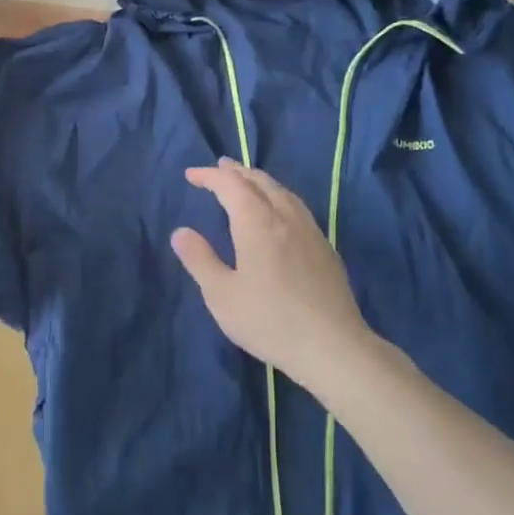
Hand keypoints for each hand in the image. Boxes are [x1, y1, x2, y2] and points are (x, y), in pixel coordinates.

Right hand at [171, 159, 372, 393]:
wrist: (332, 346)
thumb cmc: (269, 320)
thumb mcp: (222, 295)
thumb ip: (200, 260)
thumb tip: (181, 232)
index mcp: (257, 222)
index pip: (230, 185)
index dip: (210, 176)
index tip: (191, 175)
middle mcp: (285, 217)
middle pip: (259, 181)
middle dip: (236, 172)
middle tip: (219, 168)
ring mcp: (310, 231)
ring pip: (282, 191)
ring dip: (260, 181)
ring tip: (247, 182)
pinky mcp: (325, 248)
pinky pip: (297, 206)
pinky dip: (279, 196)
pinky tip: (279, 212)